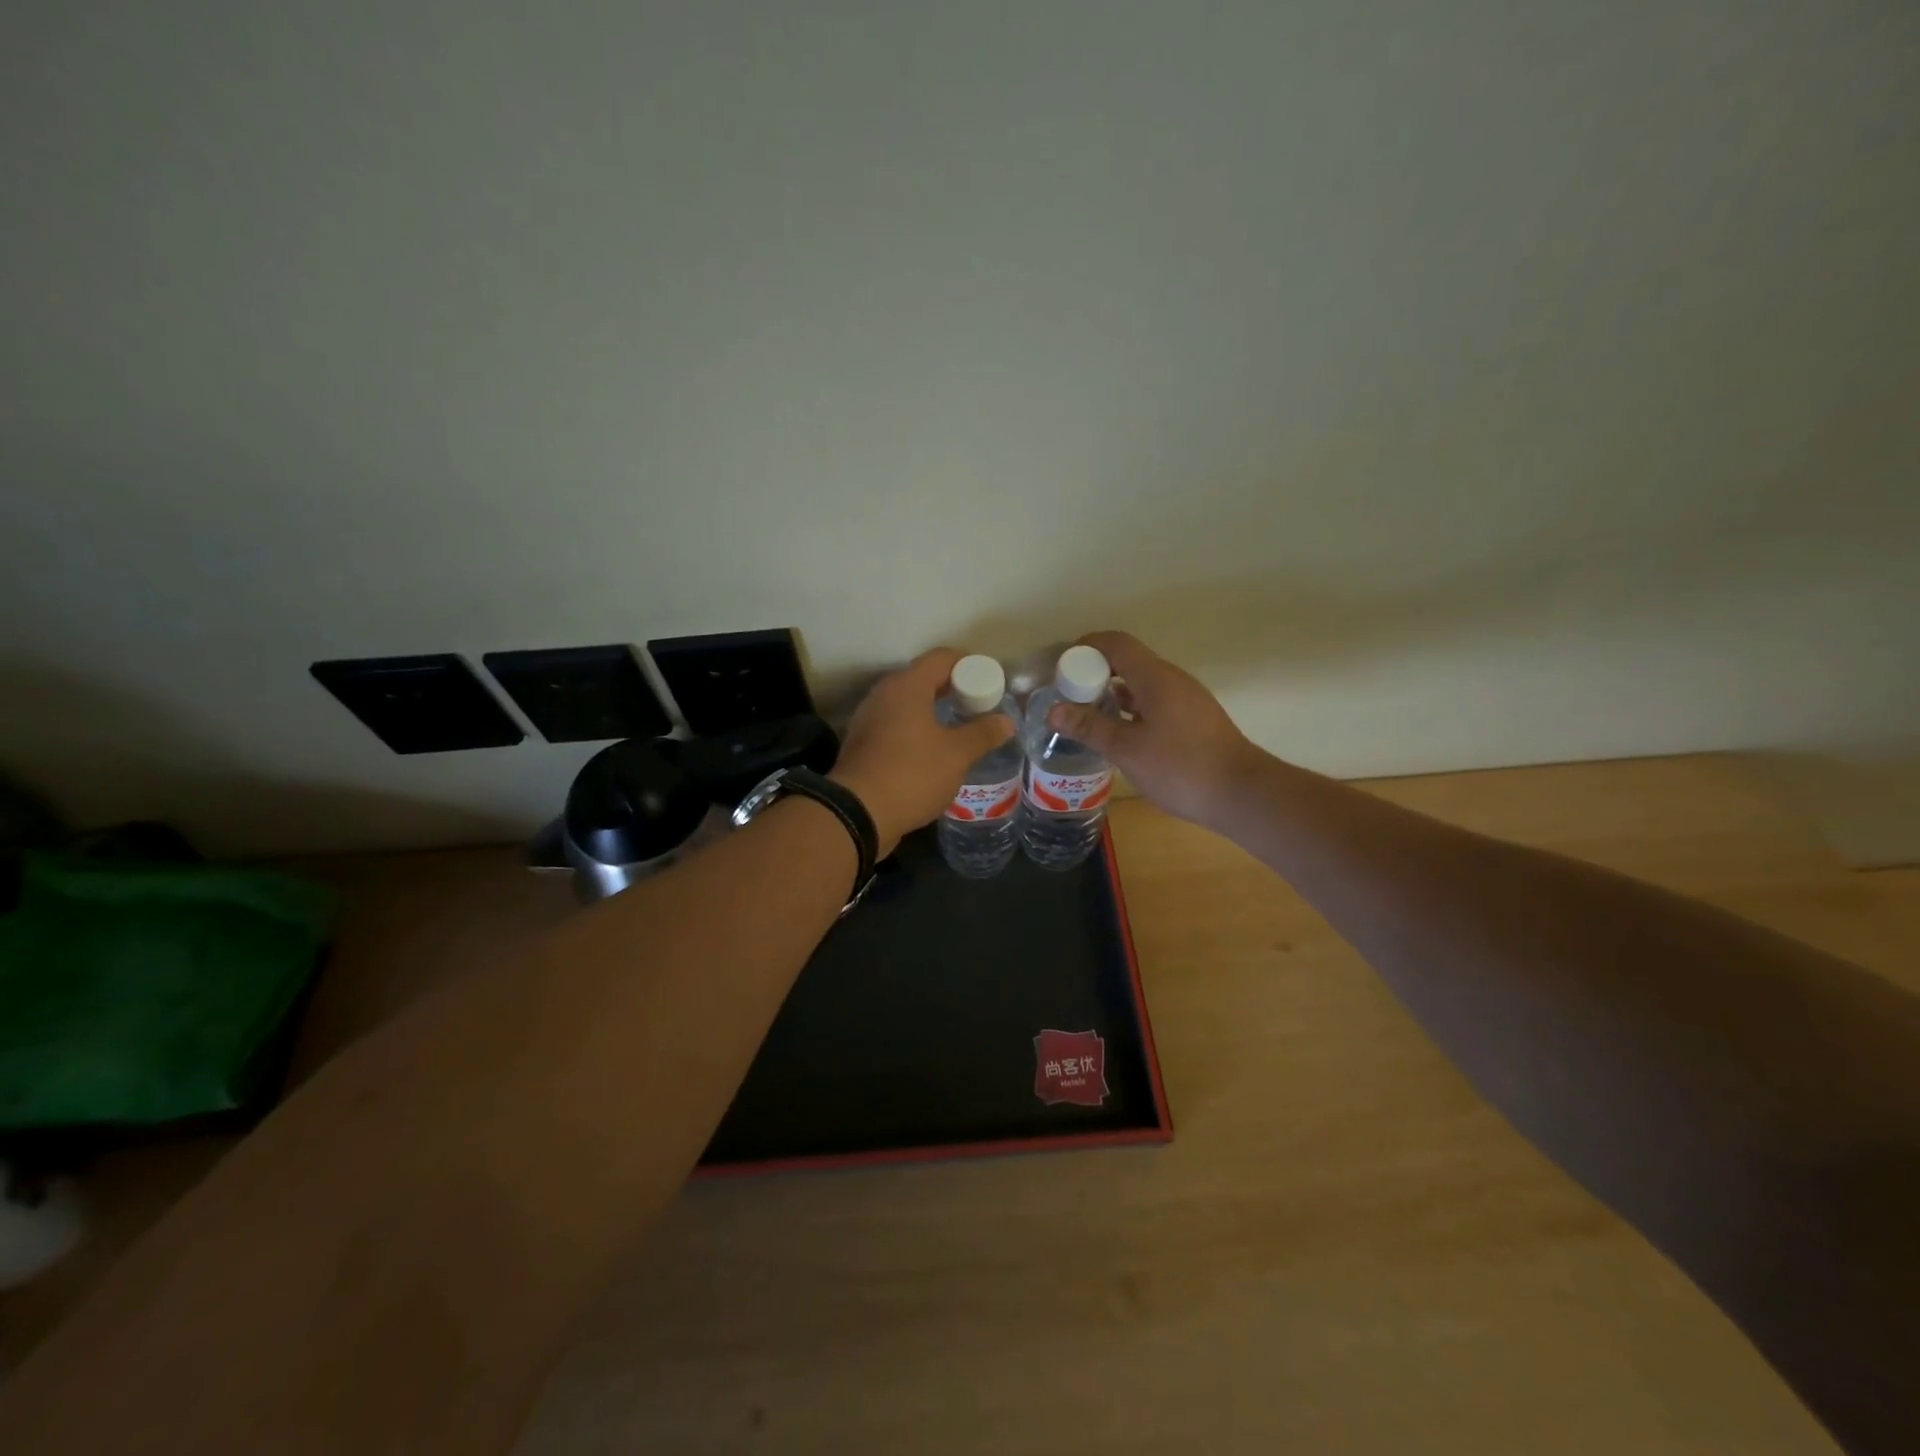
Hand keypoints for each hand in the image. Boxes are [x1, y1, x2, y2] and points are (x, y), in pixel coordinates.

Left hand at [831, 648, 1015, 857]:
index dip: (969, 664)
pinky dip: (915, 730)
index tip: (989, 681)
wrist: (857, 813)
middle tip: (978, 706)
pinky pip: (895, 725)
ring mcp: (869, 719)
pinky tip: (931, 752)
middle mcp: (884, 694)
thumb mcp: (956, 755)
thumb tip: (1006, 721)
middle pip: (923, 679)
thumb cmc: (912, 774)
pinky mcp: (862, 744)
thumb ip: (983, 734)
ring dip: (932, 711)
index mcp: (907, 686)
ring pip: (907, 704)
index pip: (941, 658)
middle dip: (952, 688)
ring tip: (958, 729)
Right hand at [1044, 631, 1264, 829]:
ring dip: (1112, 694)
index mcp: (1155, 677)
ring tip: (1085, 716)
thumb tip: (1054, 711)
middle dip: (1094, 673)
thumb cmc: (1181, 768)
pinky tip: (1117, 734)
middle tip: (1066, 696)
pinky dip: (1130, 710)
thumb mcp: (1127, 750)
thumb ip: (1090, 727)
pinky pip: (1154, 702)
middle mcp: (1172, 680)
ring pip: (1141, 685)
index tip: (1060, 666)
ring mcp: (1186, 700)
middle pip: (1128, 662)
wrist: (1242, 794)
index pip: (1116, 643)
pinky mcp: (1193, 720)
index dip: (1086, 647)